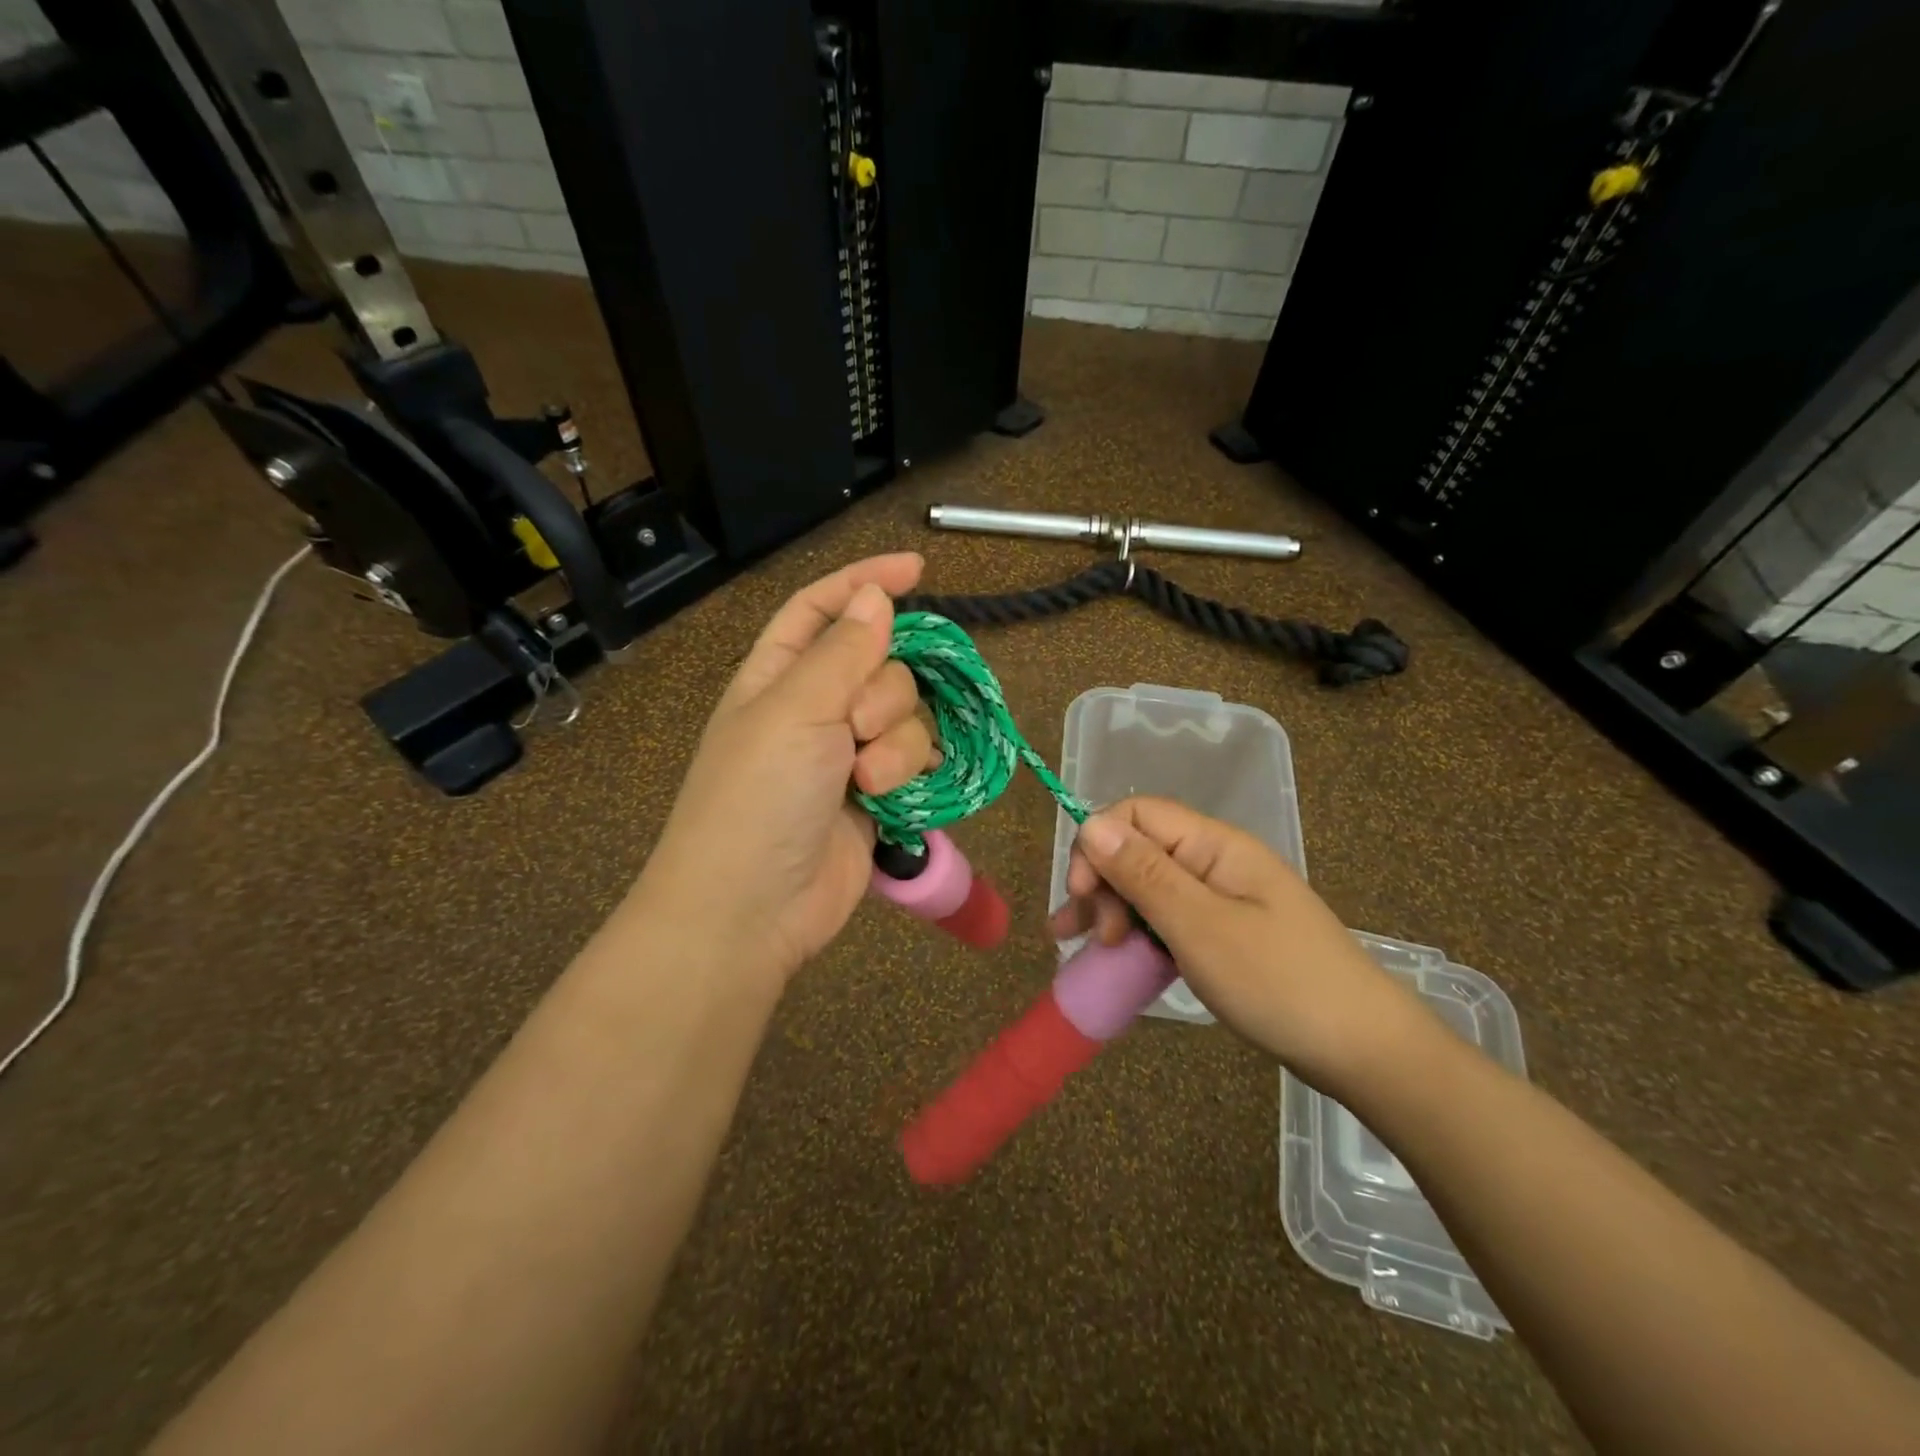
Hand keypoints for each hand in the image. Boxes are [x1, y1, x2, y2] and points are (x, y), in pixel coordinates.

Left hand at [640, 555, 935, 980]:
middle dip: (884, 692)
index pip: (823, 608)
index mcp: (779, 675)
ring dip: (897, 744)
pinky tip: (895, 797)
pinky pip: (917, 760)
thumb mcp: (794, 710)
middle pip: (882, 664)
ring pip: (907, 715)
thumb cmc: (757, 797)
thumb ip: (842, 651)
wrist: (752, 908)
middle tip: (856, 730)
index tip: (917, 568)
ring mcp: (848, 754)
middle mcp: (816, 707)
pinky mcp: (877, 796)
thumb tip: (874, 595)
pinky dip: (912, 773)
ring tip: (868, 783)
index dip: (865, 582)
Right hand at [1048, 797, 1426, 1091]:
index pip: (1137, 814)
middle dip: (1101, 884)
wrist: (1363, 1050)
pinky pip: (1167, 919)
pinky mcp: (1223, 933)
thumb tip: (1091, 822)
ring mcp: (1221, 899)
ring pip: (1147, 887)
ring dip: (1110, 910)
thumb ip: (1143, 873)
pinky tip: (1115, 958)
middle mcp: (1214, 862)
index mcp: (1214, 845)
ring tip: (1081, 947)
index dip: (1098, 843)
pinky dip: (1137, 934)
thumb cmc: (1278, 982)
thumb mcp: (1200, 927)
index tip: (1080, 894)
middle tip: (1092, 938)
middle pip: (1138, 850)